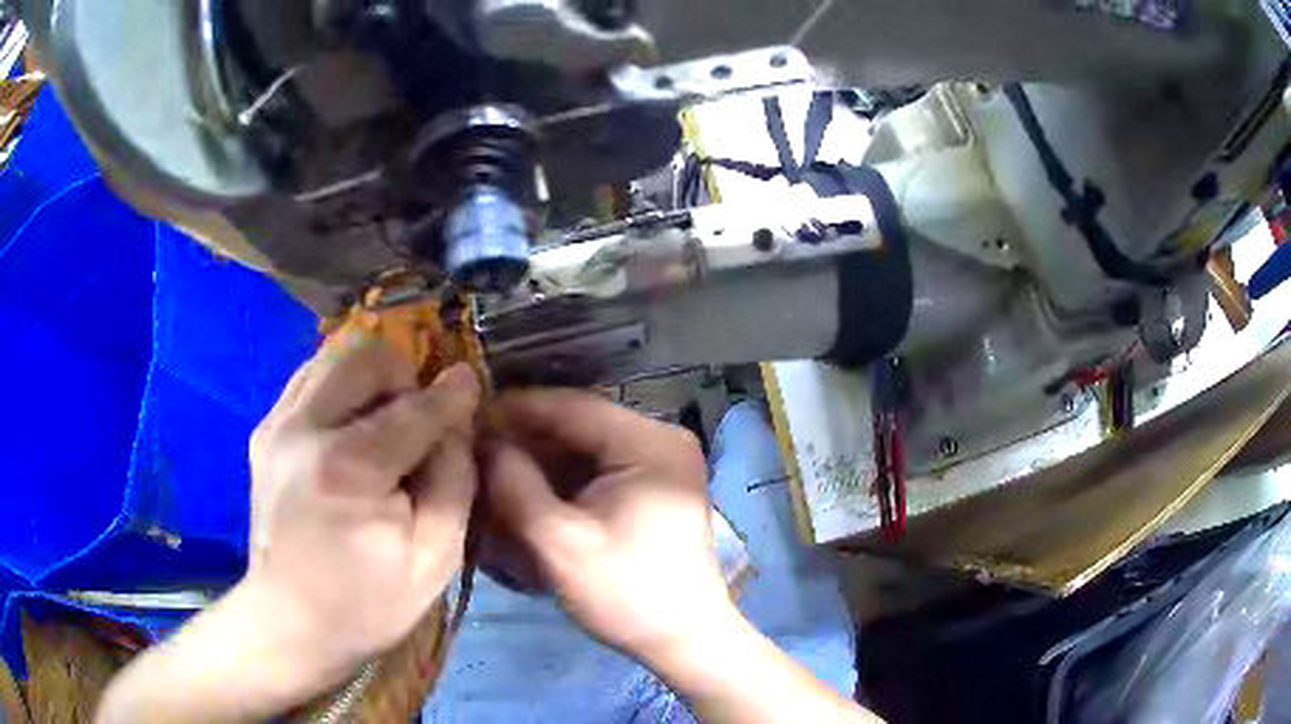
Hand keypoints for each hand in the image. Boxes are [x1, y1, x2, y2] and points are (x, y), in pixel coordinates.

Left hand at [243, 334, 481, 680]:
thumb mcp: (435, 560)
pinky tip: (350, 429)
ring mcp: (276, 425)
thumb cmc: (367, 603)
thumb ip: (454, 481)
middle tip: (416, 419)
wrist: (290, 622)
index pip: (412, 408)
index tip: (470, 383)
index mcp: (348, 469)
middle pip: (365, 358)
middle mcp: (303, 429)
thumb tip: (455, 422)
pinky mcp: (264, 431)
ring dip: (370, 380)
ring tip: (383, 423)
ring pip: (333, 357)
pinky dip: (340, 389)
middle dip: (403, 377)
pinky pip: (310, 378)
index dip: (450, 394)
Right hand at [482, 390, 736, 666]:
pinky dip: (560, 479)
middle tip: (472, 452)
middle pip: (577, 425)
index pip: (570, 406)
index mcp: (650, 442)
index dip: (514, 410)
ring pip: (583, 447)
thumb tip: (480, 440)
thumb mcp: (559, 542)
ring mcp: (659, 463)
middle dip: (524, 440)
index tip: (465, 419)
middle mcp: (660, 439)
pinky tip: (525, 492)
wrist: (684, 639)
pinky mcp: (652, 486)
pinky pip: (596, 469)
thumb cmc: (627, 593)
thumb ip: (514, 484)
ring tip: (491, 473)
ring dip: (539, 460)